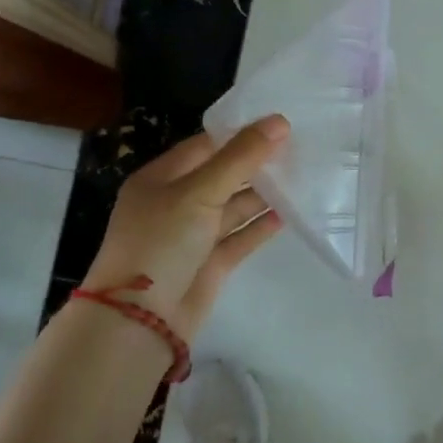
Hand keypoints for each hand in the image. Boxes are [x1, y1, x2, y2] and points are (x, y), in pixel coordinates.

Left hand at [81, 116, 288, 340]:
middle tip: (299, 148)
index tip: (279, 124)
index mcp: (161, 178)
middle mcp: (176, 203)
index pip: (205, 146)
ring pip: (232, 207)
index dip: (240, 134)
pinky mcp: (209, 264)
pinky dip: (260, 226)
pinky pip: (239, 237)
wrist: (141, 321)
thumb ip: (240, 157)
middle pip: (222, 175)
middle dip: (255, 163)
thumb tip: (279, 121)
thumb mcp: (199, 191)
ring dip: (262, 194)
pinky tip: (288, 214)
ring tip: (302, 177)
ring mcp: (192, 235)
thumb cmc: (161, 242)